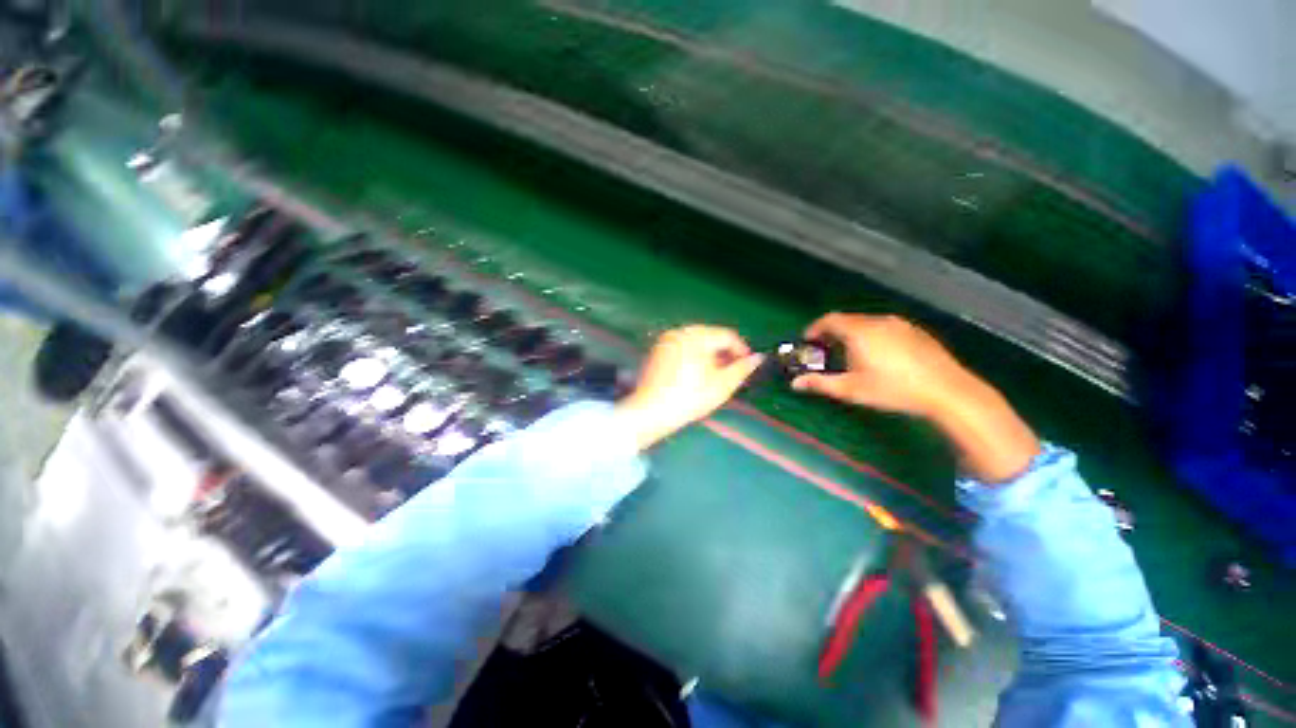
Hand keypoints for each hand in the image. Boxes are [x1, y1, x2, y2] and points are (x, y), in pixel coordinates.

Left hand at [616, 325, 764, 449]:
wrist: (651, 412)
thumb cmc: (689, 399)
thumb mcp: (721, 386)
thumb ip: (742, 369)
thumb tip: (758, 358)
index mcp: (695, 337)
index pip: (726, 335)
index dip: (741, 349)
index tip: (747, 365)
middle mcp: (679, 332)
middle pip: (710, 336)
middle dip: (724, 352)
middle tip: (732, 371)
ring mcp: (666, 340)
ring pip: (696, 341)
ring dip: (709, 354)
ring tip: (715, 374)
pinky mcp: (657, 350)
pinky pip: (682, 347)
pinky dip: (693, 355)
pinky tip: (695, 374)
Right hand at [792, 313, 1039, 481]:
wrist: (948, 391)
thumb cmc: (893, 390)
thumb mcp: (852, 389)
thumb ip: (820, 384)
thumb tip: (795, 384)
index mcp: (860, 331)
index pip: (829, 320)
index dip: (815, 328)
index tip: (808, 341)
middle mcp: (878, 321)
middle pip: (848, 320)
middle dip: (833, 333)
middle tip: (827, 351)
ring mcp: (900, 324)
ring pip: (867, 324)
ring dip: (853, 334)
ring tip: (852, 355)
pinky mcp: (916, 331)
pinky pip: (885, 328)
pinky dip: (873, 336)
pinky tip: (880, 357)